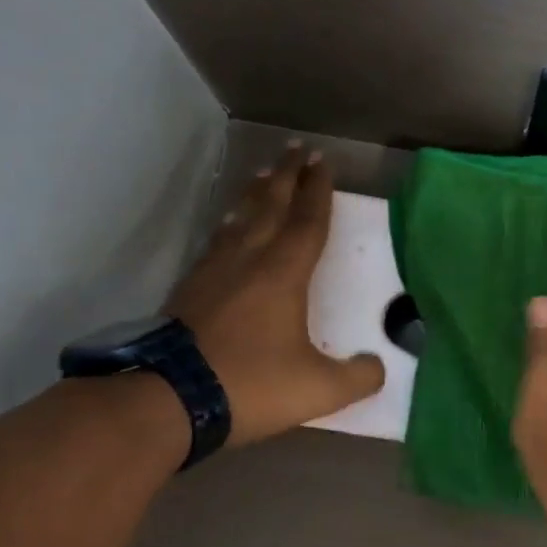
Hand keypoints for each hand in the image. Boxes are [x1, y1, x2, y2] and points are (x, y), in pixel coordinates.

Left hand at [167, 143, 383, 446]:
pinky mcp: (189, 289)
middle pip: (271, 206)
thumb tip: (378, 368)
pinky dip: (229, 222)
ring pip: (240, 219)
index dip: (318, 191)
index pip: (308, 222)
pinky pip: (217, 240)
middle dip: (287, 176)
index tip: (323, 162)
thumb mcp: (319, 389)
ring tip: (264, 173)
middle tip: (296, 148)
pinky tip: (228, 226)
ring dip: (256, 193)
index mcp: (283, 275)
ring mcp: (213, 272)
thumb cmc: (251, 385)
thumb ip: (358, 377)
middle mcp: (248, 261)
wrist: (168, 399)